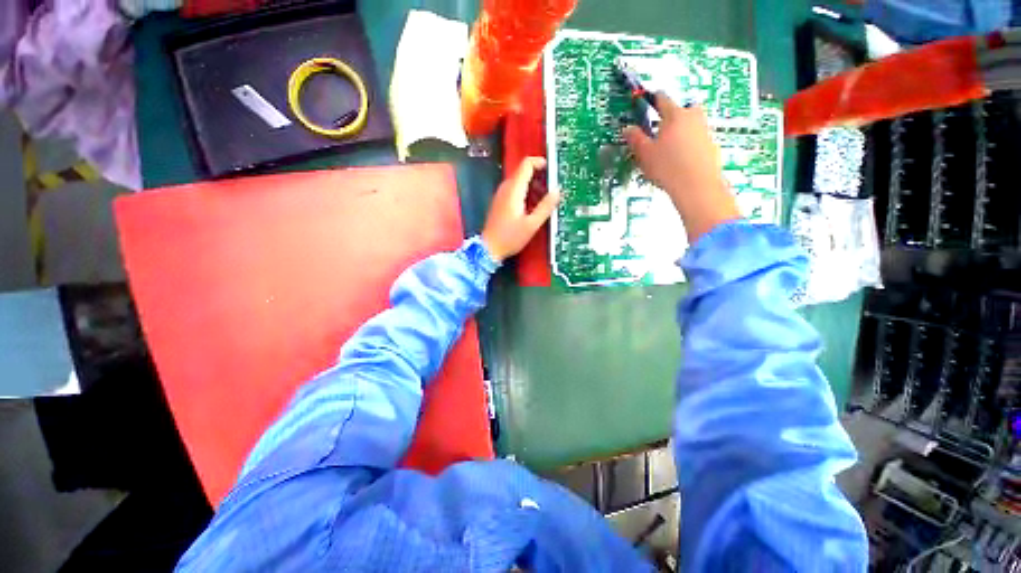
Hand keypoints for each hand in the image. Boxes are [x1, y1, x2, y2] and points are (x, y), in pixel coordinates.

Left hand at [481, 157, 559, 261]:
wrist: (489, 248)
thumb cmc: (510, 238)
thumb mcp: (532, 225)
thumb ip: (545, 207)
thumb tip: (557, 191)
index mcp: (514, 190)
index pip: (526, 164)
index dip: (541, 163)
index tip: (553, 171)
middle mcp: (506, 188)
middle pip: (523, 172)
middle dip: (539, 177)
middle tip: (552, 189)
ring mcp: (501, 194)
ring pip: (519, 181)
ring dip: (533, 186)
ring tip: (545, 200)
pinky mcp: (499, 202)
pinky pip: (514, 190)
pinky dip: (526, 193)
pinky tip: (532, 207)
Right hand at [623, 94, 739, 241]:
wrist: (697, 185)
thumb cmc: (667, 167)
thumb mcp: (645, 154)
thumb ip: (635, 139)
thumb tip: (627, 129)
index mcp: (674, 115)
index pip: (662, 99)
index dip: (653, 99)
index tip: (647, 101)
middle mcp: (693, 117)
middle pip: (682, 109)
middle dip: (672, 115)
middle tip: (660, 129)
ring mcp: (705, 130)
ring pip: (691, 123)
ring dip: (681, 129)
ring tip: (669, 148)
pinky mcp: (711, 145)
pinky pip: (697, 138)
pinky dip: (689, 143)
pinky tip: (680, 159)